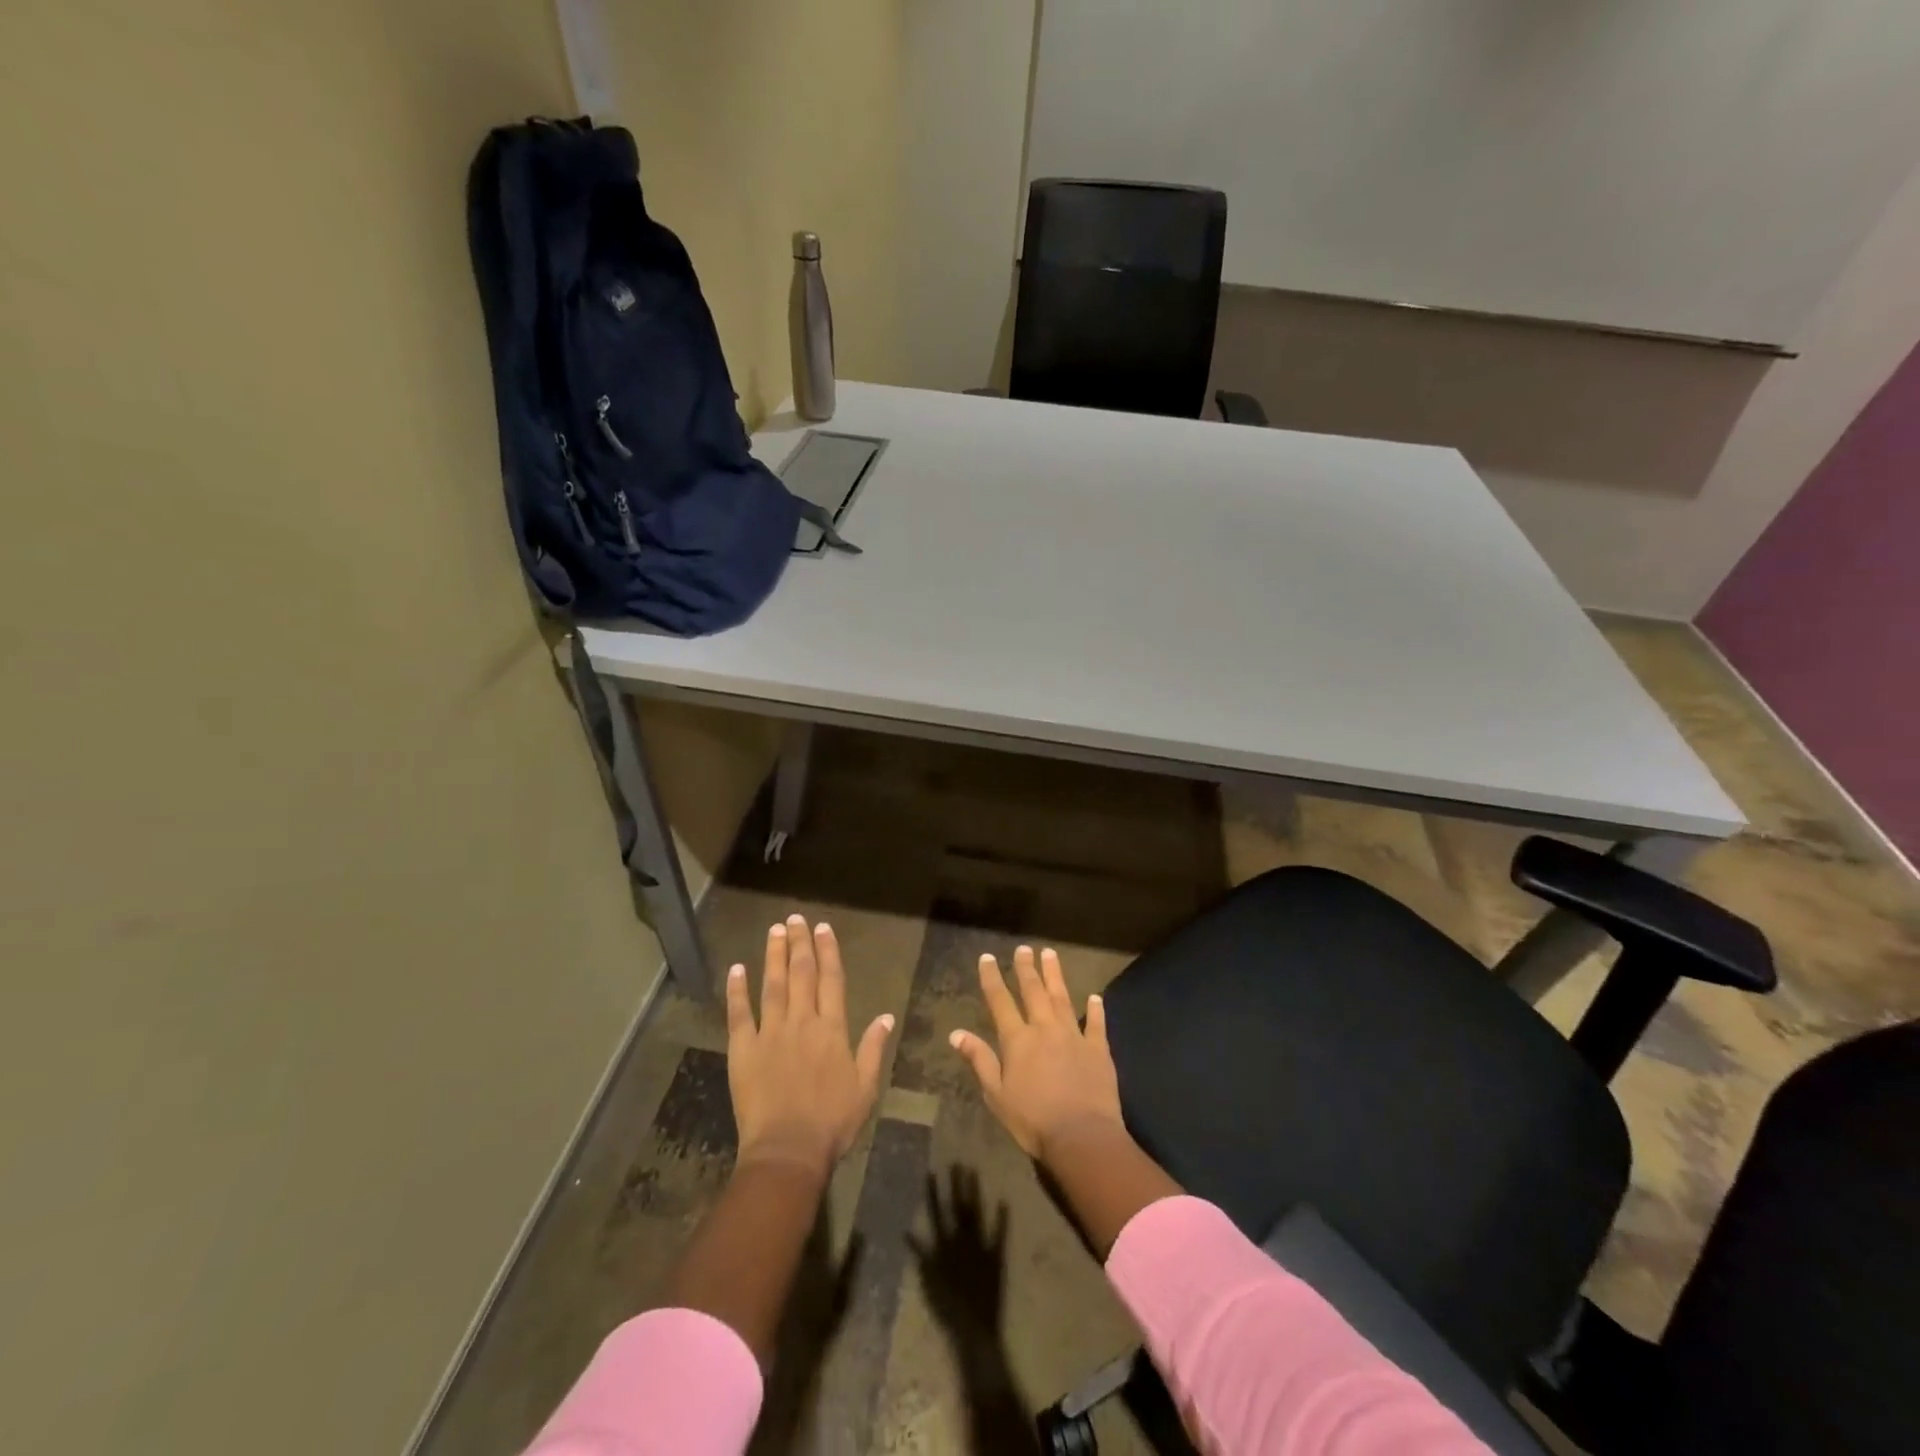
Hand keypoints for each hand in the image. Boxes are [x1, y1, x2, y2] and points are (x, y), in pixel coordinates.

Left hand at [727, 915, 893, 1178]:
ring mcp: (770, 1033)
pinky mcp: (744, 1049)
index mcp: (832, 1029)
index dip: (828, 952)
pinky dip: (737, 990)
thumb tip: (886, 1015)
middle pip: (801, 974)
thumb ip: (874, 1048)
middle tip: (796, 918)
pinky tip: (737, 969)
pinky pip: (739, 1013)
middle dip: (800, 943)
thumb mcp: (865, 1087)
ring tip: (774, 930)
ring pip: (773, 985)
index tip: (824, 928)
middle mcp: (802, 1022)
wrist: (788, 1150)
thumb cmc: (832, 1122)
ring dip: (774, 955)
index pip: (831, 980)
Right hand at [908, 1166, 1010, 1336]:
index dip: (934, 1193)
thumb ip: (920, 1256)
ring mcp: (980, 1247)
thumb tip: (907, 1233)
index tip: (931, 1172)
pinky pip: (999, 1234)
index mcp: (944, 1246)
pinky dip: (1002, 1219)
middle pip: (958, 1208)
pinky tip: (1004, 1200)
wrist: (974, 1329)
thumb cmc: (947, 1309)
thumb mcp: (928, 1282)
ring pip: (976, 1214)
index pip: (937, 1213)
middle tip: (956, 1162)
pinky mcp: (996, 1256)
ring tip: (973, 1172)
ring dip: (974, 1193)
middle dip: (956, 1185)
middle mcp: (962, 1241)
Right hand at [949, 946, 1123, 1161]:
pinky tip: (1095, 997)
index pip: (1000, 1001)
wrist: (1082, 1136)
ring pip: (1062, 998)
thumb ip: (980, 1060)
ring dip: (1055, 975)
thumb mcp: (996, 1094)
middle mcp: (1045, 1029)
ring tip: (1050, 954)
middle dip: (1026, 969)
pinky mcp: (1098, 1050)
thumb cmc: (1032, 1120)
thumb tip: (956, 1033)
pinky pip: (1096, 1024)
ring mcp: (1074, 1036)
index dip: (992, 978)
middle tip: (1024, 948)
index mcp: (1017, 1040)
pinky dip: (1095, 1009)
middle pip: (1033, 992)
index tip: (987, 957)